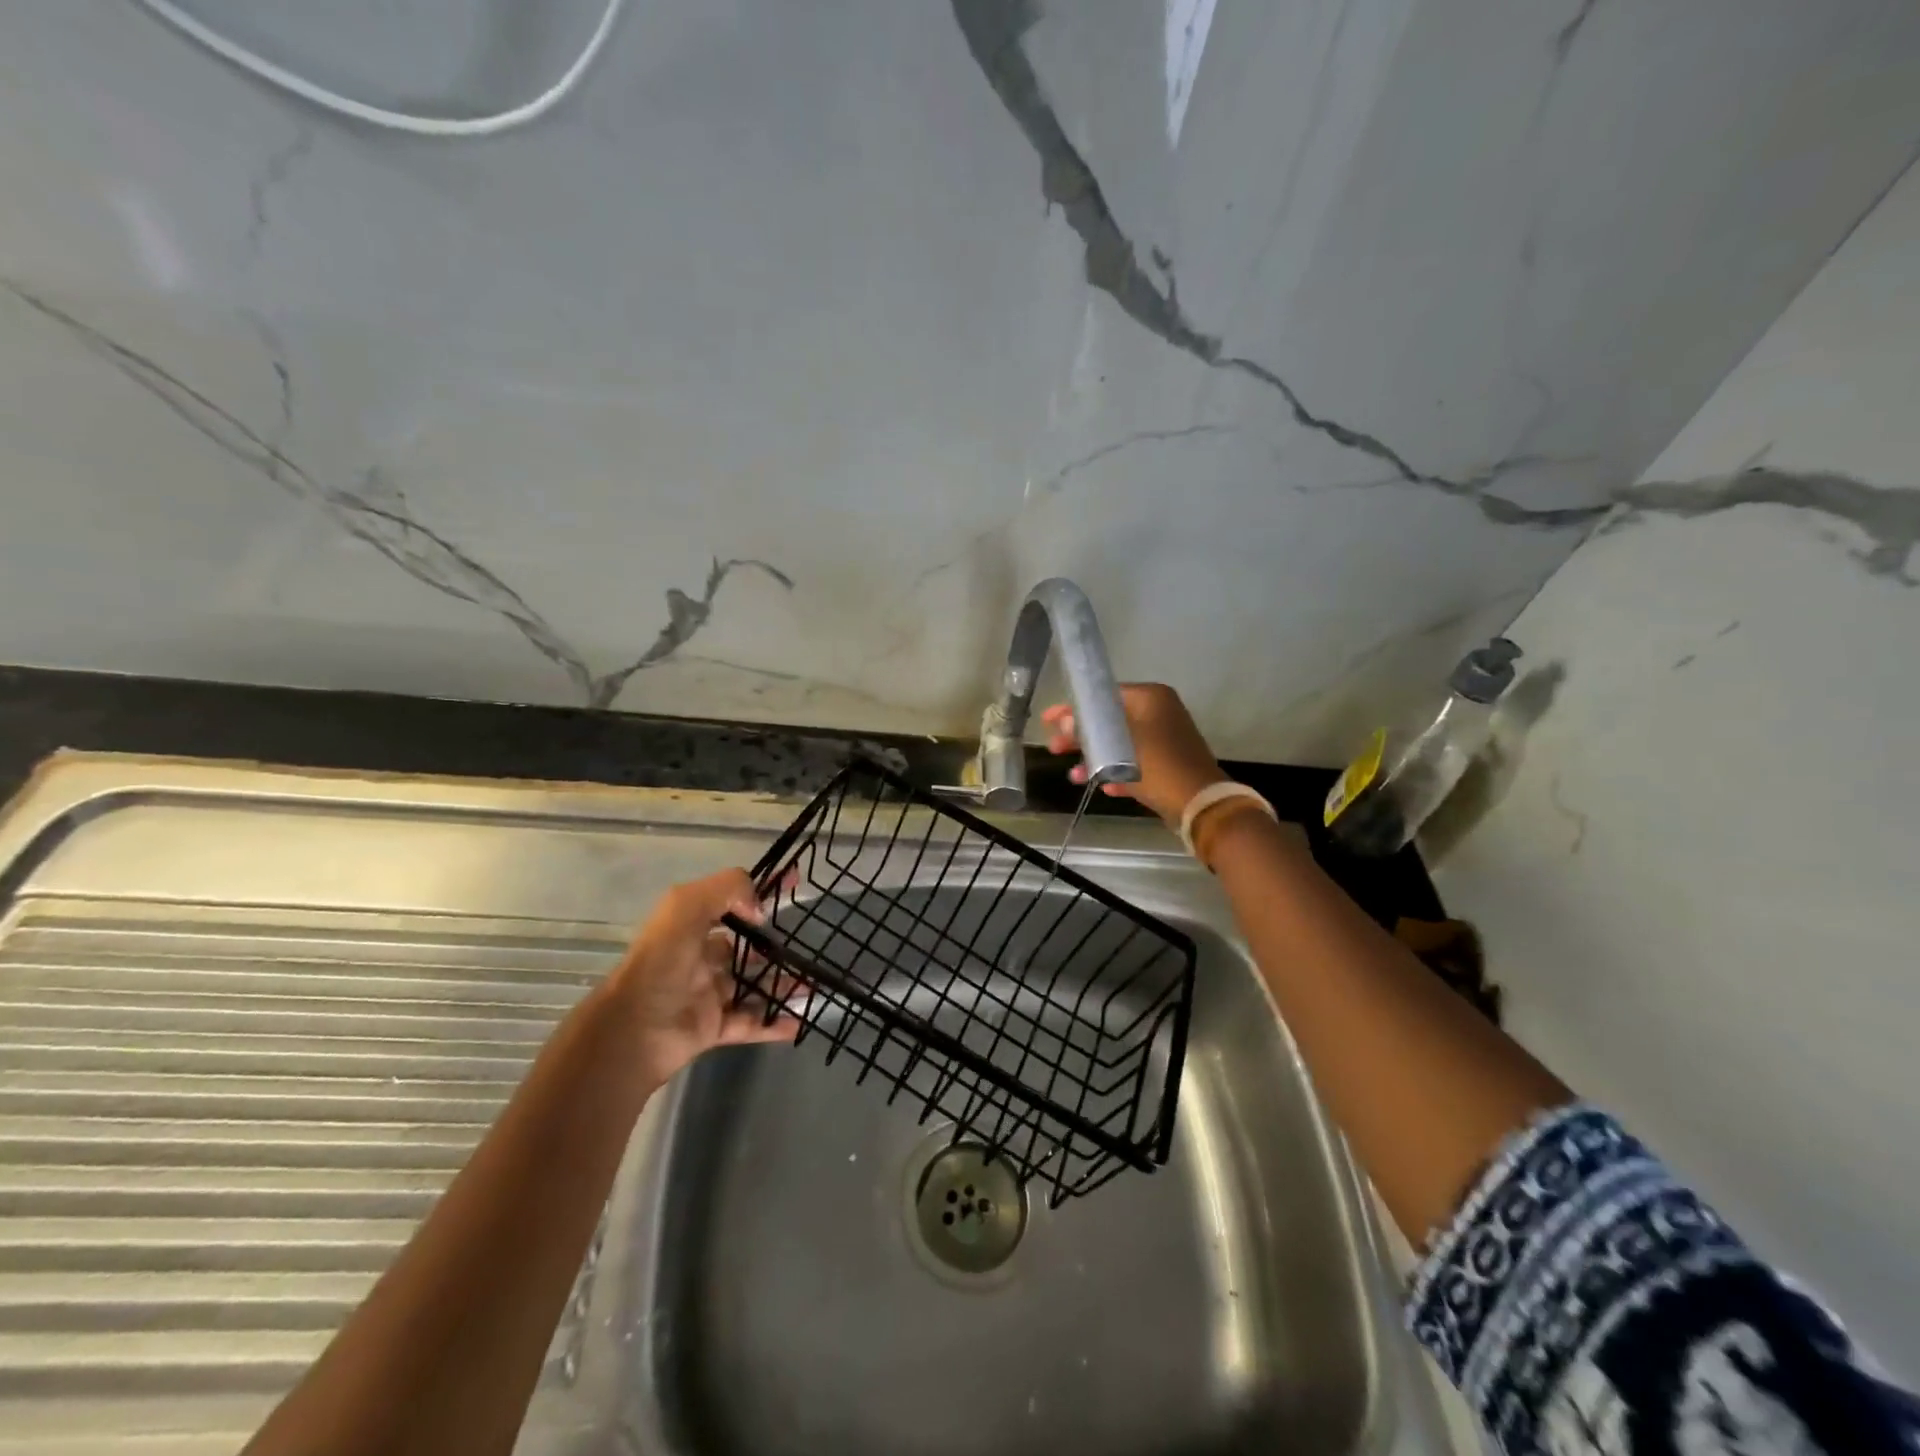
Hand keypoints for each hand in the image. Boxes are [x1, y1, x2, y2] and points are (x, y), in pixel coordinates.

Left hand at [607, 868, 797, 1087]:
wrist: (633, 1031)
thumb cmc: (661, 963)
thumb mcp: (686, 906)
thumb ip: (728, 890)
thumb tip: (760, 912)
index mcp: (691, 927)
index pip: (732, 901)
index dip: (761, 892)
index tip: (795, 883)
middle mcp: (700, 958)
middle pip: (745, 949)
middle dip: (774, 947)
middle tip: (809, 947)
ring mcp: (707, 995)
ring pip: (752, 986)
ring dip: (781, 985)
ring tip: (814, 985)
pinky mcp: (713, 1028)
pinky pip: (750, 1023)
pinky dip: (774, 1023)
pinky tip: (800, 1021)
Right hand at [1042, 683, 1227, 826]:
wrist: (1199, 803)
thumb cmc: (1158, 766)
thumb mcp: (1118, 747)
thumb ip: (1090, 731)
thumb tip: (1066, 721)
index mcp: (1150, 698)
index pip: (1104, 695)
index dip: (1074, 707)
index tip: (1050, 719)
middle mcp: (1158, 712)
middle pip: (1109, 720)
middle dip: (1082, 736)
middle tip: (1055, 747)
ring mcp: (1164, 738)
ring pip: (1119, 743)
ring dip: (1095, 758)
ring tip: (1074, 776)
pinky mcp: (1166, 763)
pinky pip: (1134, 762)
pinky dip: (1117, 771)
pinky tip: (1102, 787)